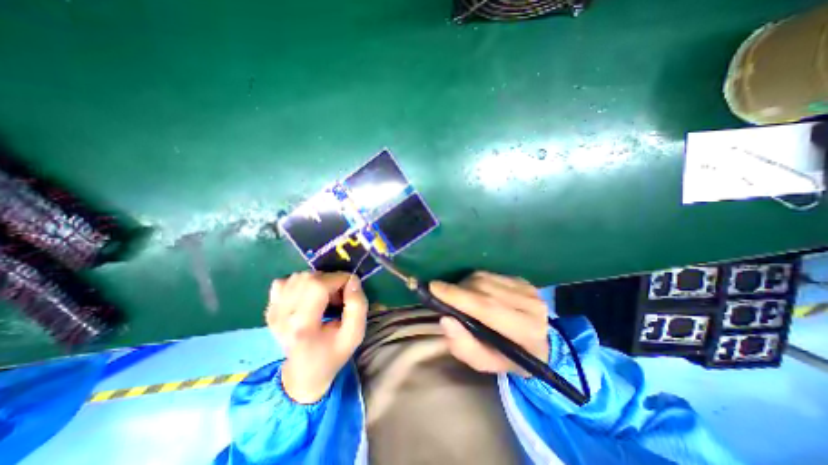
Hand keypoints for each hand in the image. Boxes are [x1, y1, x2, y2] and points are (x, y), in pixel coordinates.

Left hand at [267, 273, 365, 401]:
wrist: (304, 373)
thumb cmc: (333, 354)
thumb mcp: (354, 334)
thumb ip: (358, 305)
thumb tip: (352, 279)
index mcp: (303, 326)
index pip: (318, 285)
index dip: (339, 279)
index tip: (351, 289)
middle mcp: (282, 316)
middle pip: (308, 278)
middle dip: (330, 280)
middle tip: (338, 296)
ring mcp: (273, 311)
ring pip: (298, 277)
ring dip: (318, 281)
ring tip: (325, 297)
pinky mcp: (270, 309)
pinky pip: (285, 281)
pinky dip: (301, 283)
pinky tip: (308, 296)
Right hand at [434, 272, 547, 374]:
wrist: (538, 344)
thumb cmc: (507, 356)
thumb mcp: (485, 363)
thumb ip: (464, 346)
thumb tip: (445, 319)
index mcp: (526, 332)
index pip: (487, 308)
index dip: (458, 296)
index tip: (433, 287)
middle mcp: (531, 306)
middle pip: (483, 288)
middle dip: (458, 290)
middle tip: (441, 294)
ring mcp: (528, 289)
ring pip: (484, 278)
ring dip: (465, 285)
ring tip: (460, 297)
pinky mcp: (522, 280)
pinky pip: (489, 274)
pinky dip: (475, 281)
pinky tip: (474, 292)